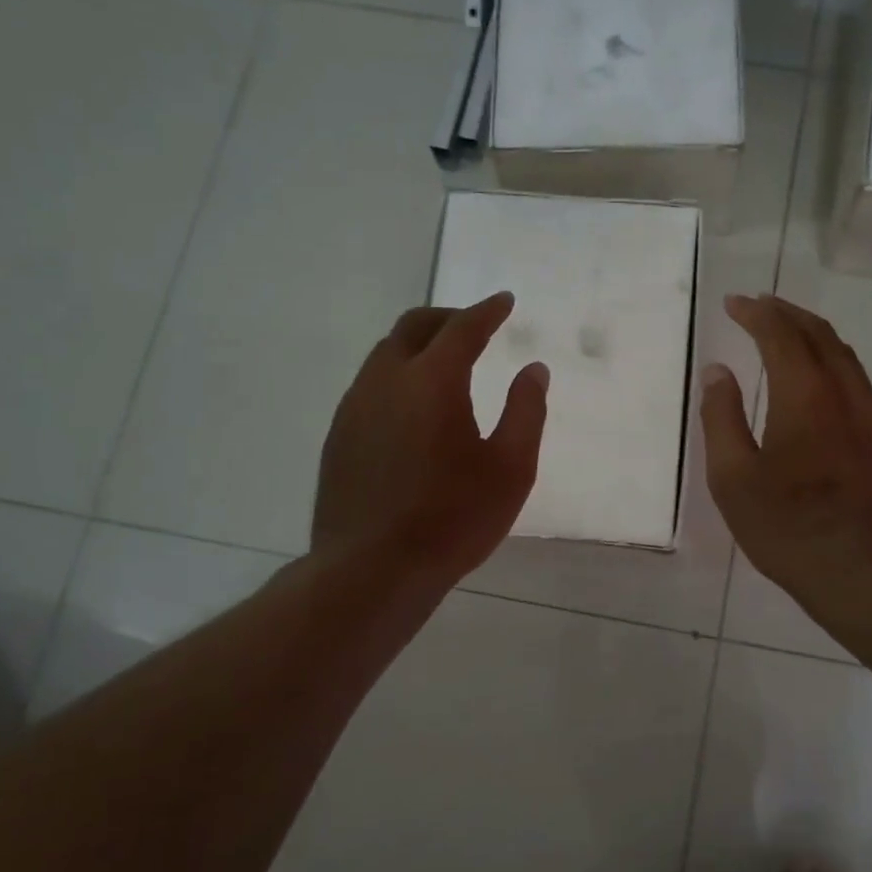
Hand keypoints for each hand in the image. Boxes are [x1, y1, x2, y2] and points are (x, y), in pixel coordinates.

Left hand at [313, 293, 547, 582]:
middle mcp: (386, 381)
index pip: (462, 328)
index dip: (487, 311)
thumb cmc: (453, 519)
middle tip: (474, 324)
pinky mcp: (338, 436)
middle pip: (413, 327)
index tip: (504, 301)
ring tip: (445, 362)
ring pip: (385, 354)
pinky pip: (370, 385)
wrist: (371, 569)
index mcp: (432, 381)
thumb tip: (533, 369)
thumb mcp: (511, 469)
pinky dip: (397, 375)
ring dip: (417, 345)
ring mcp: (354, 408)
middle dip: (447, 318)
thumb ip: (526, 411)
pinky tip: (412, 406)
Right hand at [701, 294, 871, 609]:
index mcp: (805, 396)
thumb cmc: (787, 528)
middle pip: (821, 336)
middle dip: (789, 314)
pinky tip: (823, 385)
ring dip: (816, 337)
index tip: (735, 302)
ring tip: (790, 334)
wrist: (865, 575)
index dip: (757, 313)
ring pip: (847, 359)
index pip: (781, 335)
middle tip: (762, 305)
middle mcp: (847, 395)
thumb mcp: (733, 479)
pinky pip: (861, 387)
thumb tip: (718, 372)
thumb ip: (721, 418)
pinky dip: (835, 367)